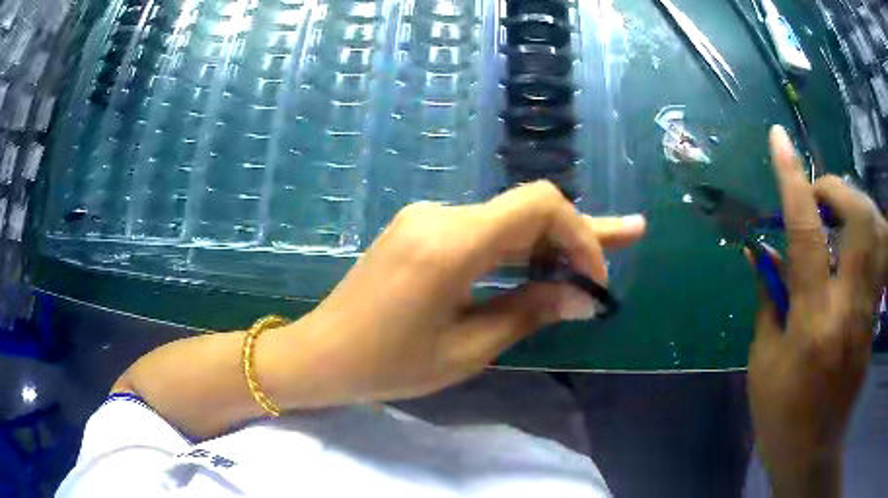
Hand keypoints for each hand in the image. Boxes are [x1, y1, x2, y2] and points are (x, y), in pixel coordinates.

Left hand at [274, 181, 645, 404]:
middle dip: (580, 232)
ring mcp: (427, 218)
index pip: (538, 206)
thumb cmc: (387, 365)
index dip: (580, 235)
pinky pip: (483, 232)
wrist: (321, 352)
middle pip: (528, 211)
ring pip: (508, 221)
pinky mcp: (420, 229)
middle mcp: (441, 216)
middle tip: (632, 233)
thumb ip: (529, 313)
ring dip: (552, 242)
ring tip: (600, 255)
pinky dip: (519, 250)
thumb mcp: (467, 349)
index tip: (593, 281)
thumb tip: (584, 297)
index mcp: (451, 244)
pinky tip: (546, 264)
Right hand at [748, 127, 887, 495]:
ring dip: (858, 206)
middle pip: (860, 218)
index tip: (778, 139)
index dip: (792, 179)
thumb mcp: (763, 361)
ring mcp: (868, 312)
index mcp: (813, 322)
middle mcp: (849, 308)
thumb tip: (764, 252)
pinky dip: (869, 234)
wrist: (813, 452)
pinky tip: (855, 244)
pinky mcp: (875, 318)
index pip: (807, 233)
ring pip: (878, 232)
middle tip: (819, 194)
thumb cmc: (781, 414)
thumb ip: (770, 299)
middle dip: (838, 188)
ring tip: (839, 214)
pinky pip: (880, 258)